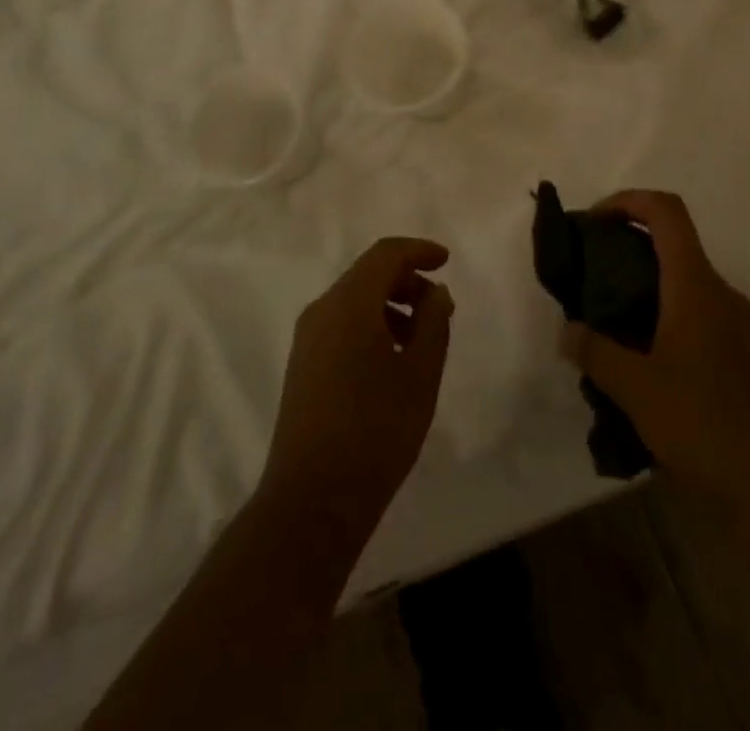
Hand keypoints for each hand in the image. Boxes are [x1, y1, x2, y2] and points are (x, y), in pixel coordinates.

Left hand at [259, 238, 454, 539]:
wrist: (312, 499)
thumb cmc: (376, 430)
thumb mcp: (420, 374)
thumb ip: (433, 323)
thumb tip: (435, 292)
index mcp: (349, 303)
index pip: (385, 254)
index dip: (418, 251)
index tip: (446, 261)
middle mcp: (322, 310)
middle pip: (367, 274)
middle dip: (407, 281)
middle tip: (440, 309)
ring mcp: (307, 338)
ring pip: (354, 301)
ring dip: (391, 306)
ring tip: (421, 341)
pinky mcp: (302, 365)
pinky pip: (341, 324)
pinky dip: (371, 325)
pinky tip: (392, 362)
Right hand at [562, 191, 749, 499]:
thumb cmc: (706, 423)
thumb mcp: (636, 388)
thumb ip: (595, 352)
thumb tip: (567, 331)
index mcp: (695, 284)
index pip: (665, 211)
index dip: (626, 200)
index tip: (592, 223)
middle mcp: (720, 292)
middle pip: (672, 244)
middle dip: (626, 248)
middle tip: (588, 277)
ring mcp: (738, 324)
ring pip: (683, 283)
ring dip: (644, 288)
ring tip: (608, 324)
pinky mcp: (744, 355)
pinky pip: (697, 315)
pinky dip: (664, 318)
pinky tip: (643, 363)